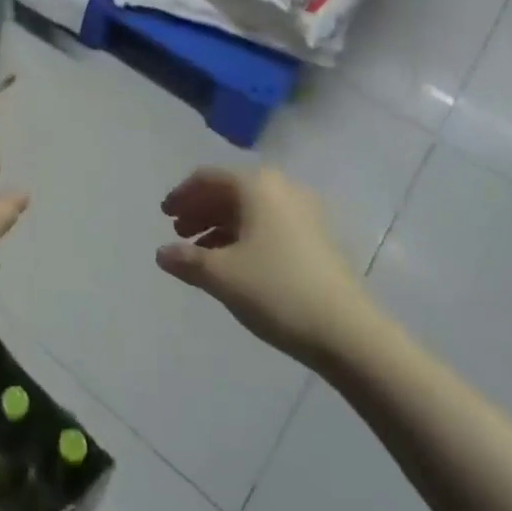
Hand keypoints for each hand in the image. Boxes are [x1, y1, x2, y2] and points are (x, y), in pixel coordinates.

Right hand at [157, 166, 372, 367]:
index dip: (182, 195)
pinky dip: (245, 236)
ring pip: (250, 209)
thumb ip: (187, 259)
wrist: (349, 332)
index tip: (164, 216)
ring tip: (202, 253)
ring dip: (221, 225)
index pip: (208, 178)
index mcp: (256, 185)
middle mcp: (281, 188)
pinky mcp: (317, 237)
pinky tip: (234, 263)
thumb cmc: (277, 291)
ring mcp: (304, 212)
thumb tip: (162, 253)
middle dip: (201, 210)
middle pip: (230, 190)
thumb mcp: (222, 276)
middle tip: (179, 233)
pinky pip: (269, 224)